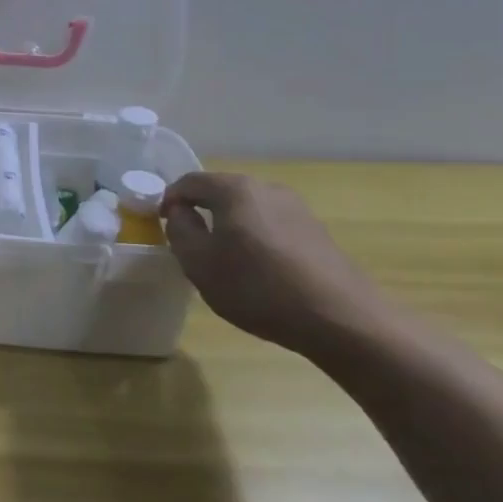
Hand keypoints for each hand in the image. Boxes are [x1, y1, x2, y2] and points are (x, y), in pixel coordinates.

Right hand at [159, 173, 384, 353]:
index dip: (169, 200)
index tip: (160, 224)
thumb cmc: (257, 287)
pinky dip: (255, 239)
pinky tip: (258, 270)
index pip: (189, 182)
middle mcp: (267, 188)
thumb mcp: (199, 263)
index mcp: (235, 189)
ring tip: (223, 259)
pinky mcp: (316, 232)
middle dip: (200, 212)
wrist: (342, 319)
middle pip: (221, 192)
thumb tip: (180, 212)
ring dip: (229, 227)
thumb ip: (179, 230)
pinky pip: (271, 226)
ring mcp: (297, 208)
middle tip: (189, 243)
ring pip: (247, 210)